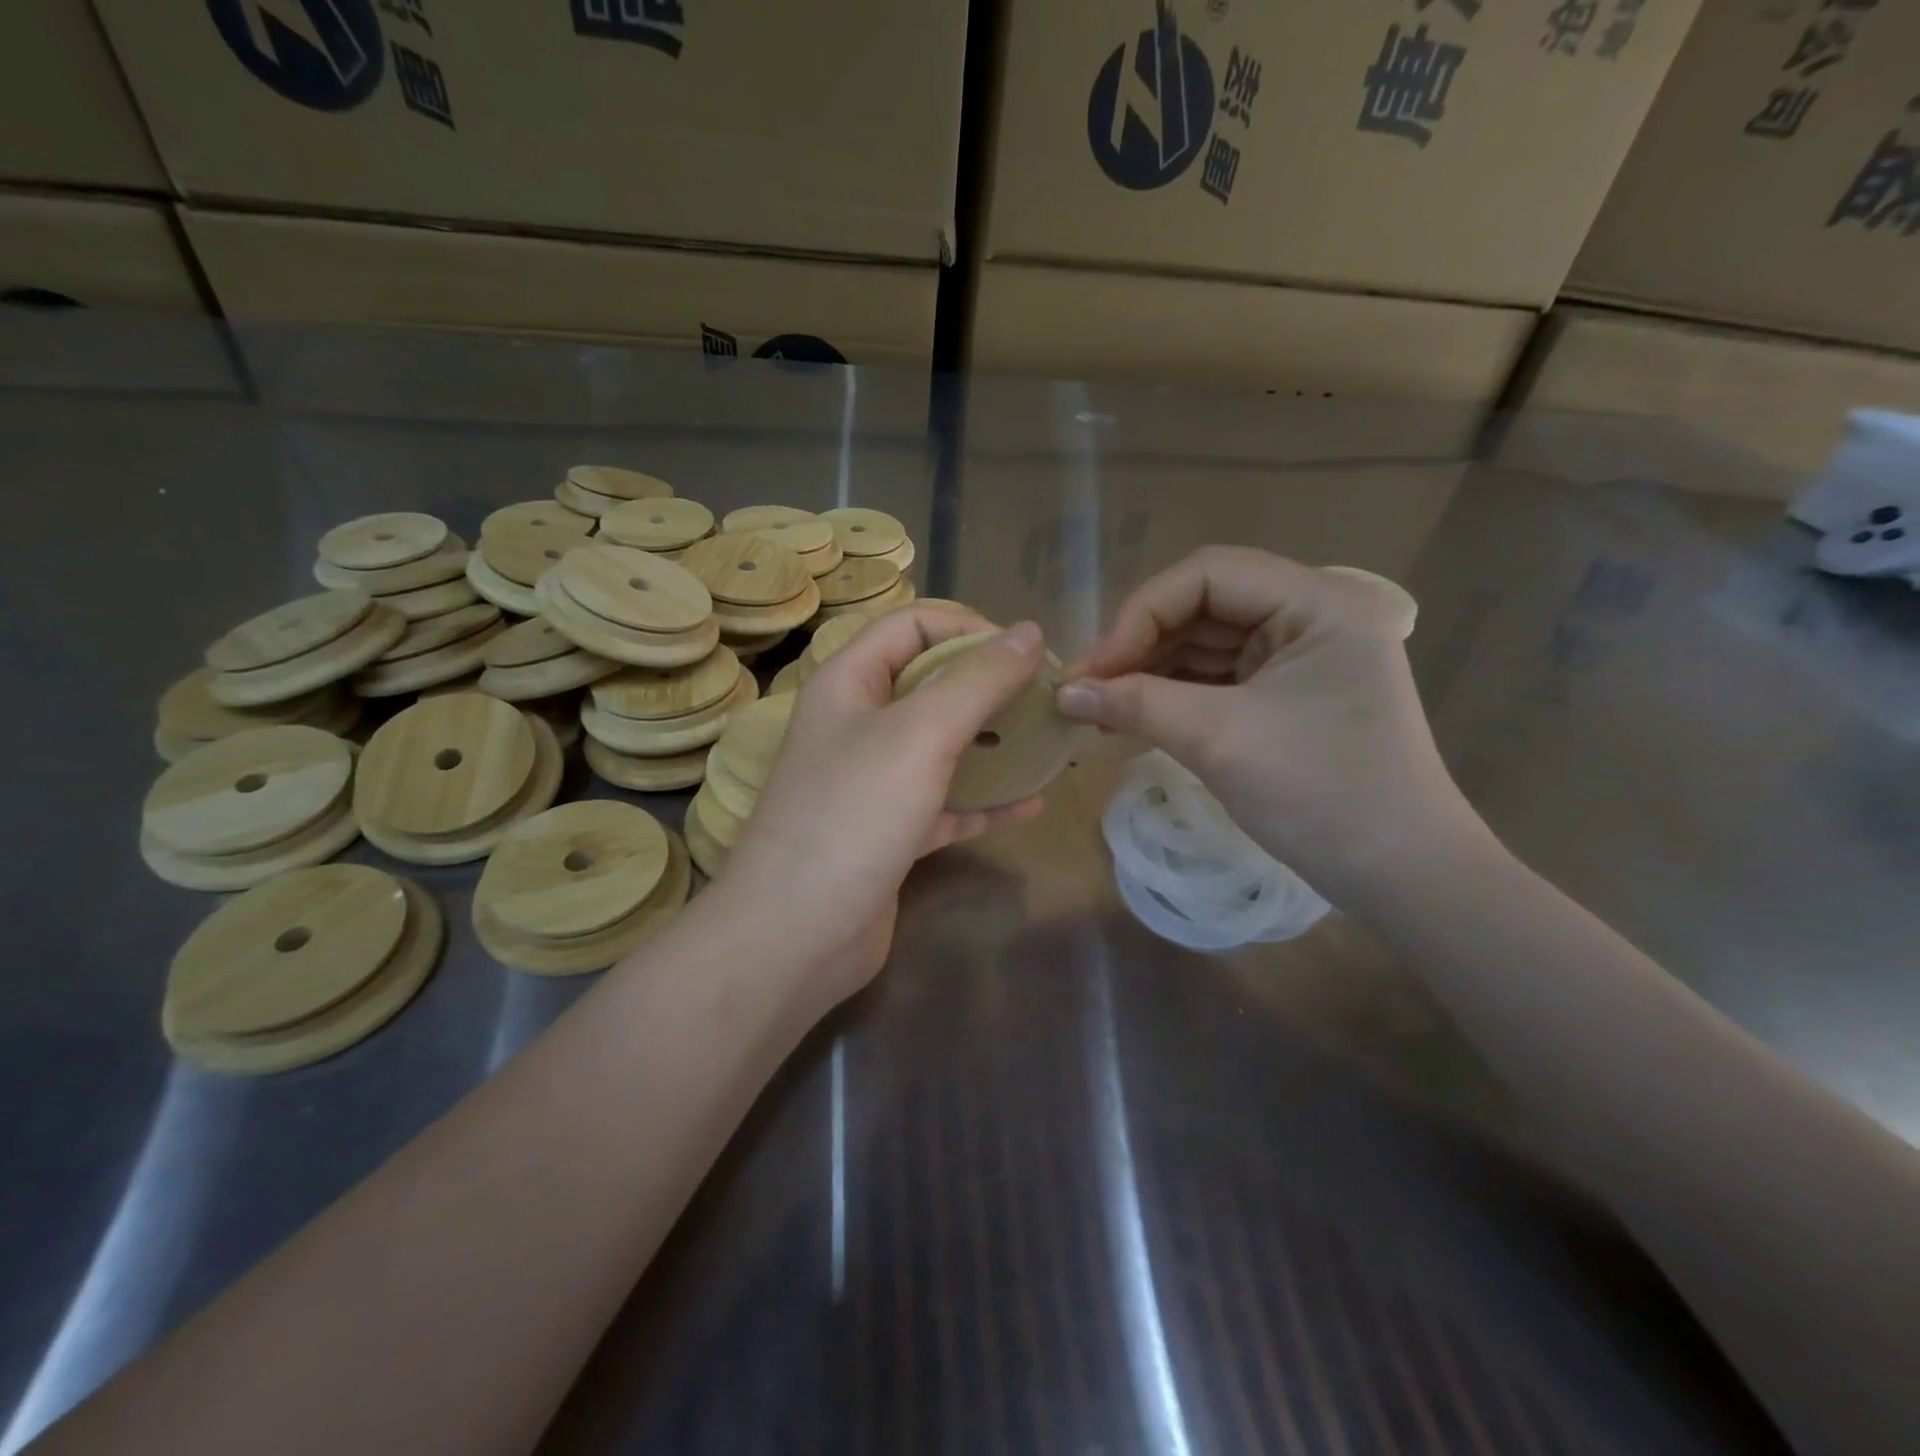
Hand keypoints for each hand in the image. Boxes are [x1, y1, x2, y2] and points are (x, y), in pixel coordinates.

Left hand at [714, 609, 1046, 1007]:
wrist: (796, 935)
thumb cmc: (854, 815)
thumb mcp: (921, 734)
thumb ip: (977, 680)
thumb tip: (1030, 632)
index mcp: (848, 683)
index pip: (912, 625)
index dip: (968, 627)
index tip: (1024, 655)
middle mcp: (856, 725)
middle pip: (929, 684)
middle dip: (988, 688)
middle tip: (1045, 700)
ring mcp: (871, 781)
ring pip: (940, 746)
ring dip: (992, 744)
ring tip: (1047, 746)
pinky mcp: (887, 831)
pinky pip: (943, 803)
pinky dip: (983, 802)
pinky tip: (1029, 804)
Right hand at [1055, 546, 1479, 896]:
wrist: (1399, 876)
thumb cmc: (1320, 795)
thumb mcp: (1219, 739)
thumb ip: (1136, 703)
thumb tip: (1062, 692)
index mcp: (1318, 601)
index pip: (1207, 575)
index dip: (1140, 614)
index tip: (1093, 670)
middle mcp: (1312, 614)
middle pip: (1203, 606)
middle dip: (1139, 646)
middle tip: (1084, 690)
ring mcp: (1301, 654)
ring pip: (1205, 643)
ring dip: (1149, 671)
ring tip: (1097, 707)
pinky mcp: (1288, 692)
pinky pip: (1218, 677)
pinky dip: (1173, 694)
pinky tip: (1131, 716)